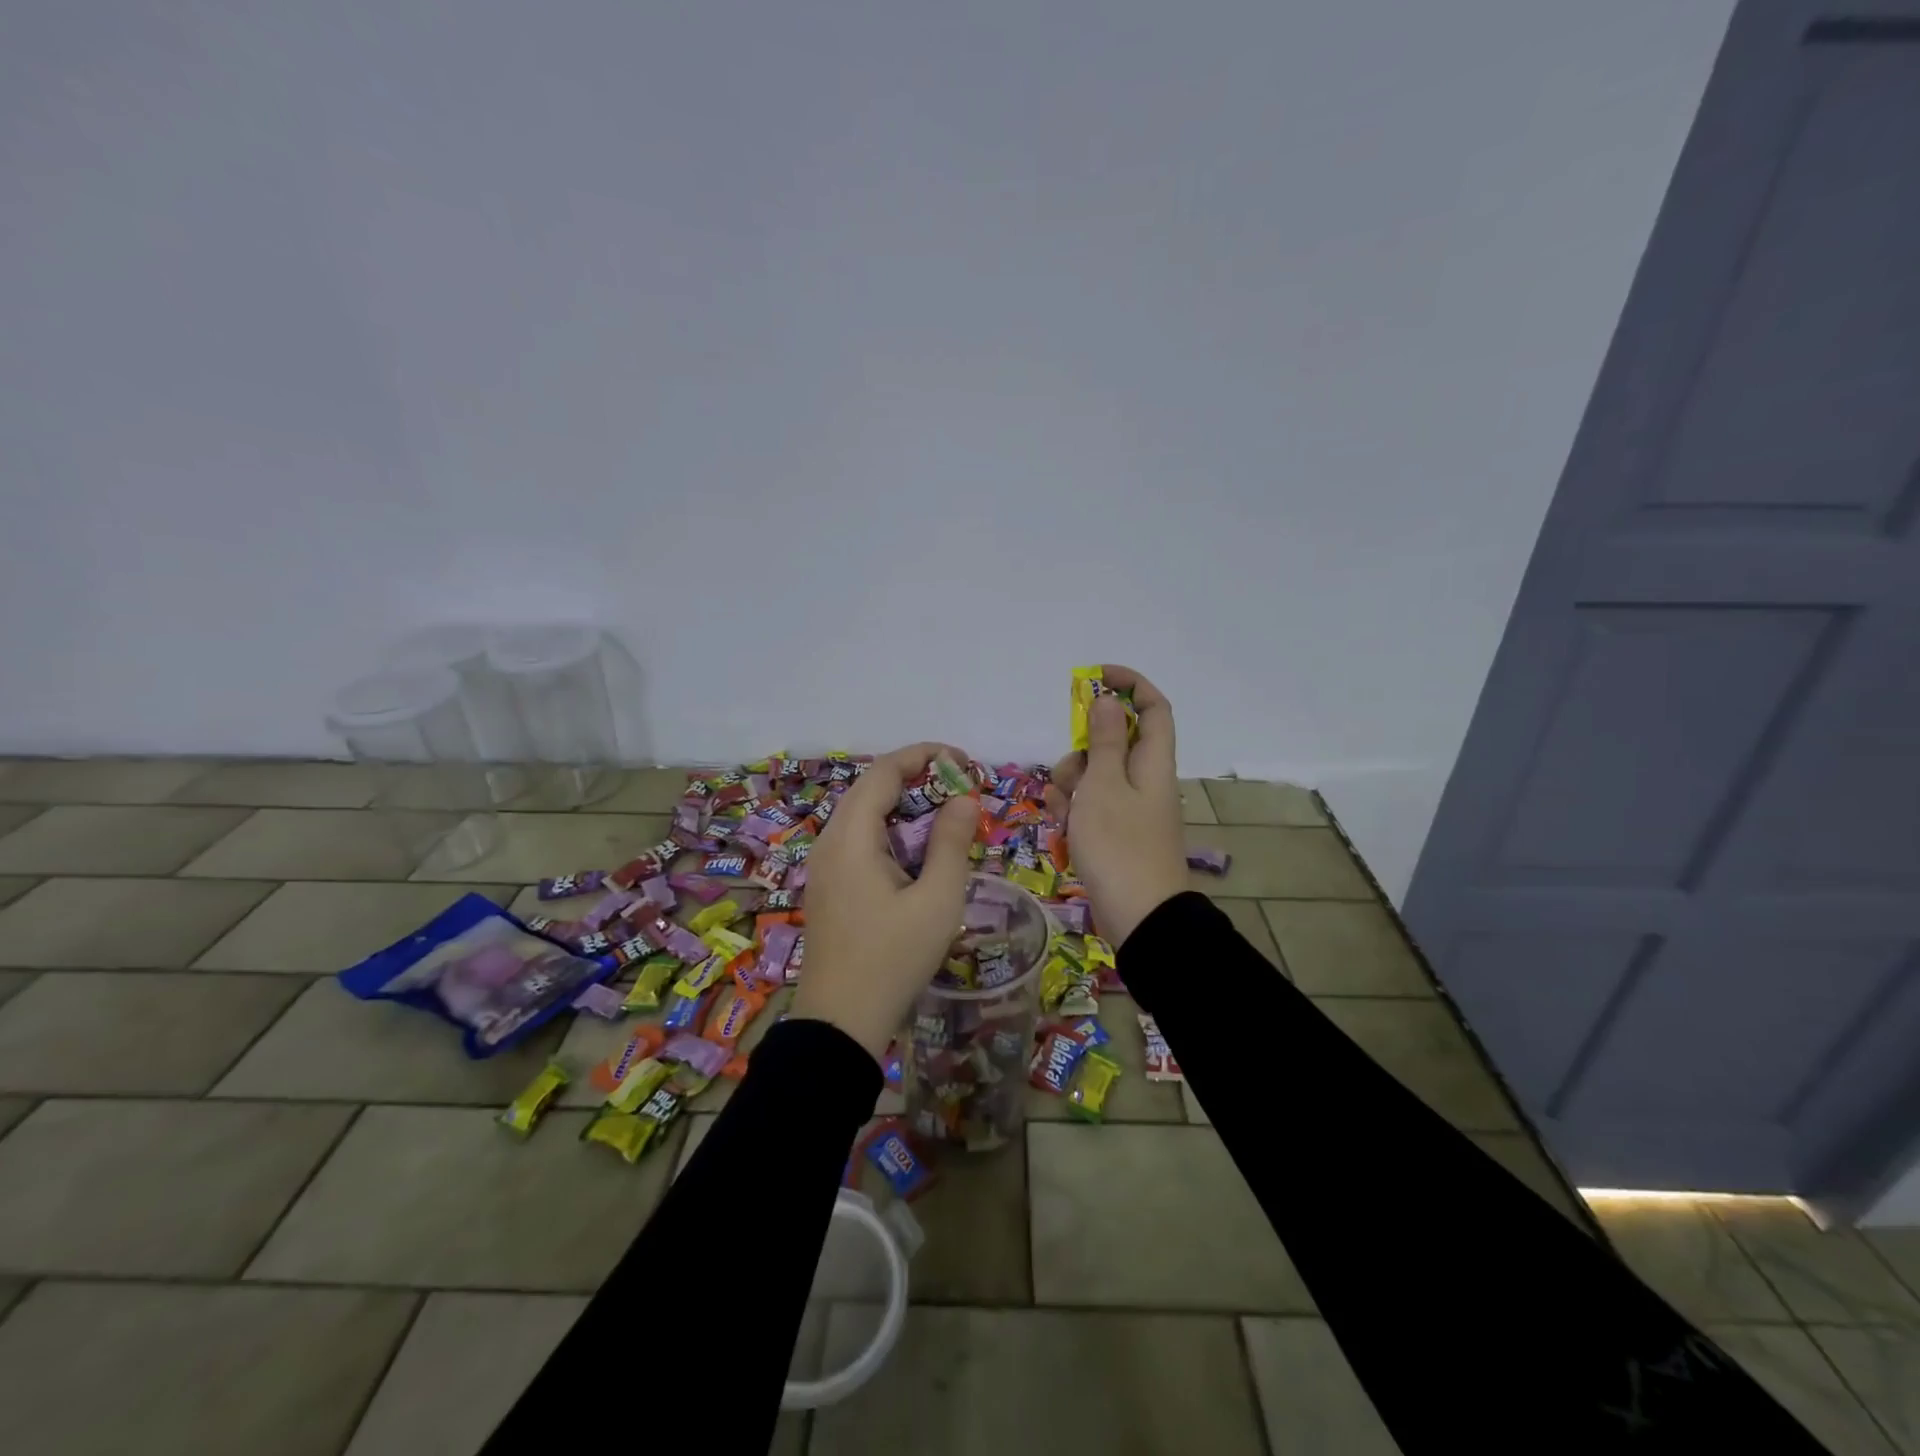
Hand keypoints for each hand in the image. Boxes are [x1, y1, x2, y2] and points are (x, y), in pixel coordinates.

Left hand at [793, 742, 977, 1059]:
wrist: (840, 1023)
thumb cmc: (893, 959)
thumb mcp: (937, 900)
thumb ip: (951, 842)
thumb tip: (964, 797)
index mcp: (851, 837)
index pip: (884, 772)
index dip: (923, 756)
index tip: (963, 761)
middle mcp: (830, 841)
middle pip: (871, 788)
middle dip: (917, 778)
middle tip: (961, 785)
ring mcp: (825, 865)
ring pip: (864, 815)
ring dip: (904, 805)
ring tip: (946, 812)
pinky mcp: (828, 885)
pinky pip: (859, 839)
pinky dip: (891, 830)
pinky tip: (917, 849)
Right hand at [1045, 665, 1189, 947]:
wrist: (1139, 919)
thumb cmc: (1119, 845)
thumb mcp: (1103, 786)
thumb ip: (1103, 740)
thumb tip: (1108, 700)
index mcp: (1153, 762)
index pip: (1152, 707)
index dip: (1129, 685)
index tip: (1094, 679)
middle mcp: (1145, 780)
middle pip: (1113, 743)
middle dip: (1082, 751)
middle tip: (1070, 774)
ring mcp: (1130, 809)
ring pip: (1095, 776)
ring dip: (1071, 786)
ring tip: (1064, 814)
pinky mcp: (1116, 834)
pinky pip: (1091, 807)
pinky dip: (1074, 812)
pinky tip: (1063, 830)